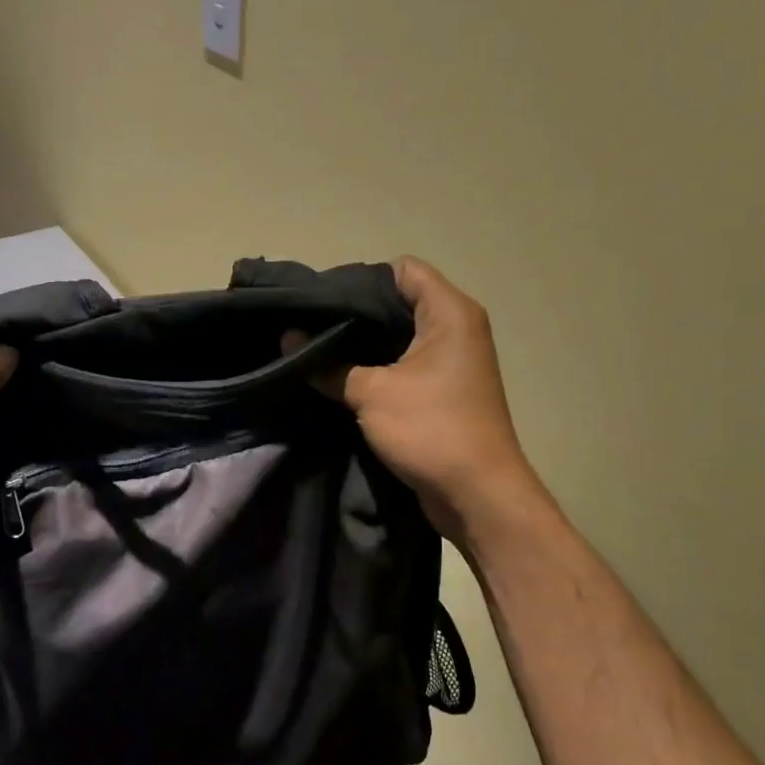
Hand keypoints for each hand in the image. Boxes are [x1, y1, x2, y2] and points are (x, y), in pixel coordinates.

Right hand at [294, 258, 543, 544]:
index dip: (361, 279)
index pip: (403, 270)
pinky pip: (405, 363)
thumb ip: (327, 364)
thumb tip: (288, 339)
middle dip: (355, 313)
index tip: (323, 302)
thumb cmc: (430, 429)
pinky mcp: (445, 389)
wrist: (477, 494)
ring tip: (318, 349)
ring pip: (399, 335)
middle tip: (311, 326)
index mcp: (450, 313)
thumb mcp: (371, 393)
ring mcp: (453, 360)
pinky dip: (376, 367)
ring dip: (363, 344)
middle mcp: (457, 328)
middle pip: (399, 301)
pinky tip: (340, 377)